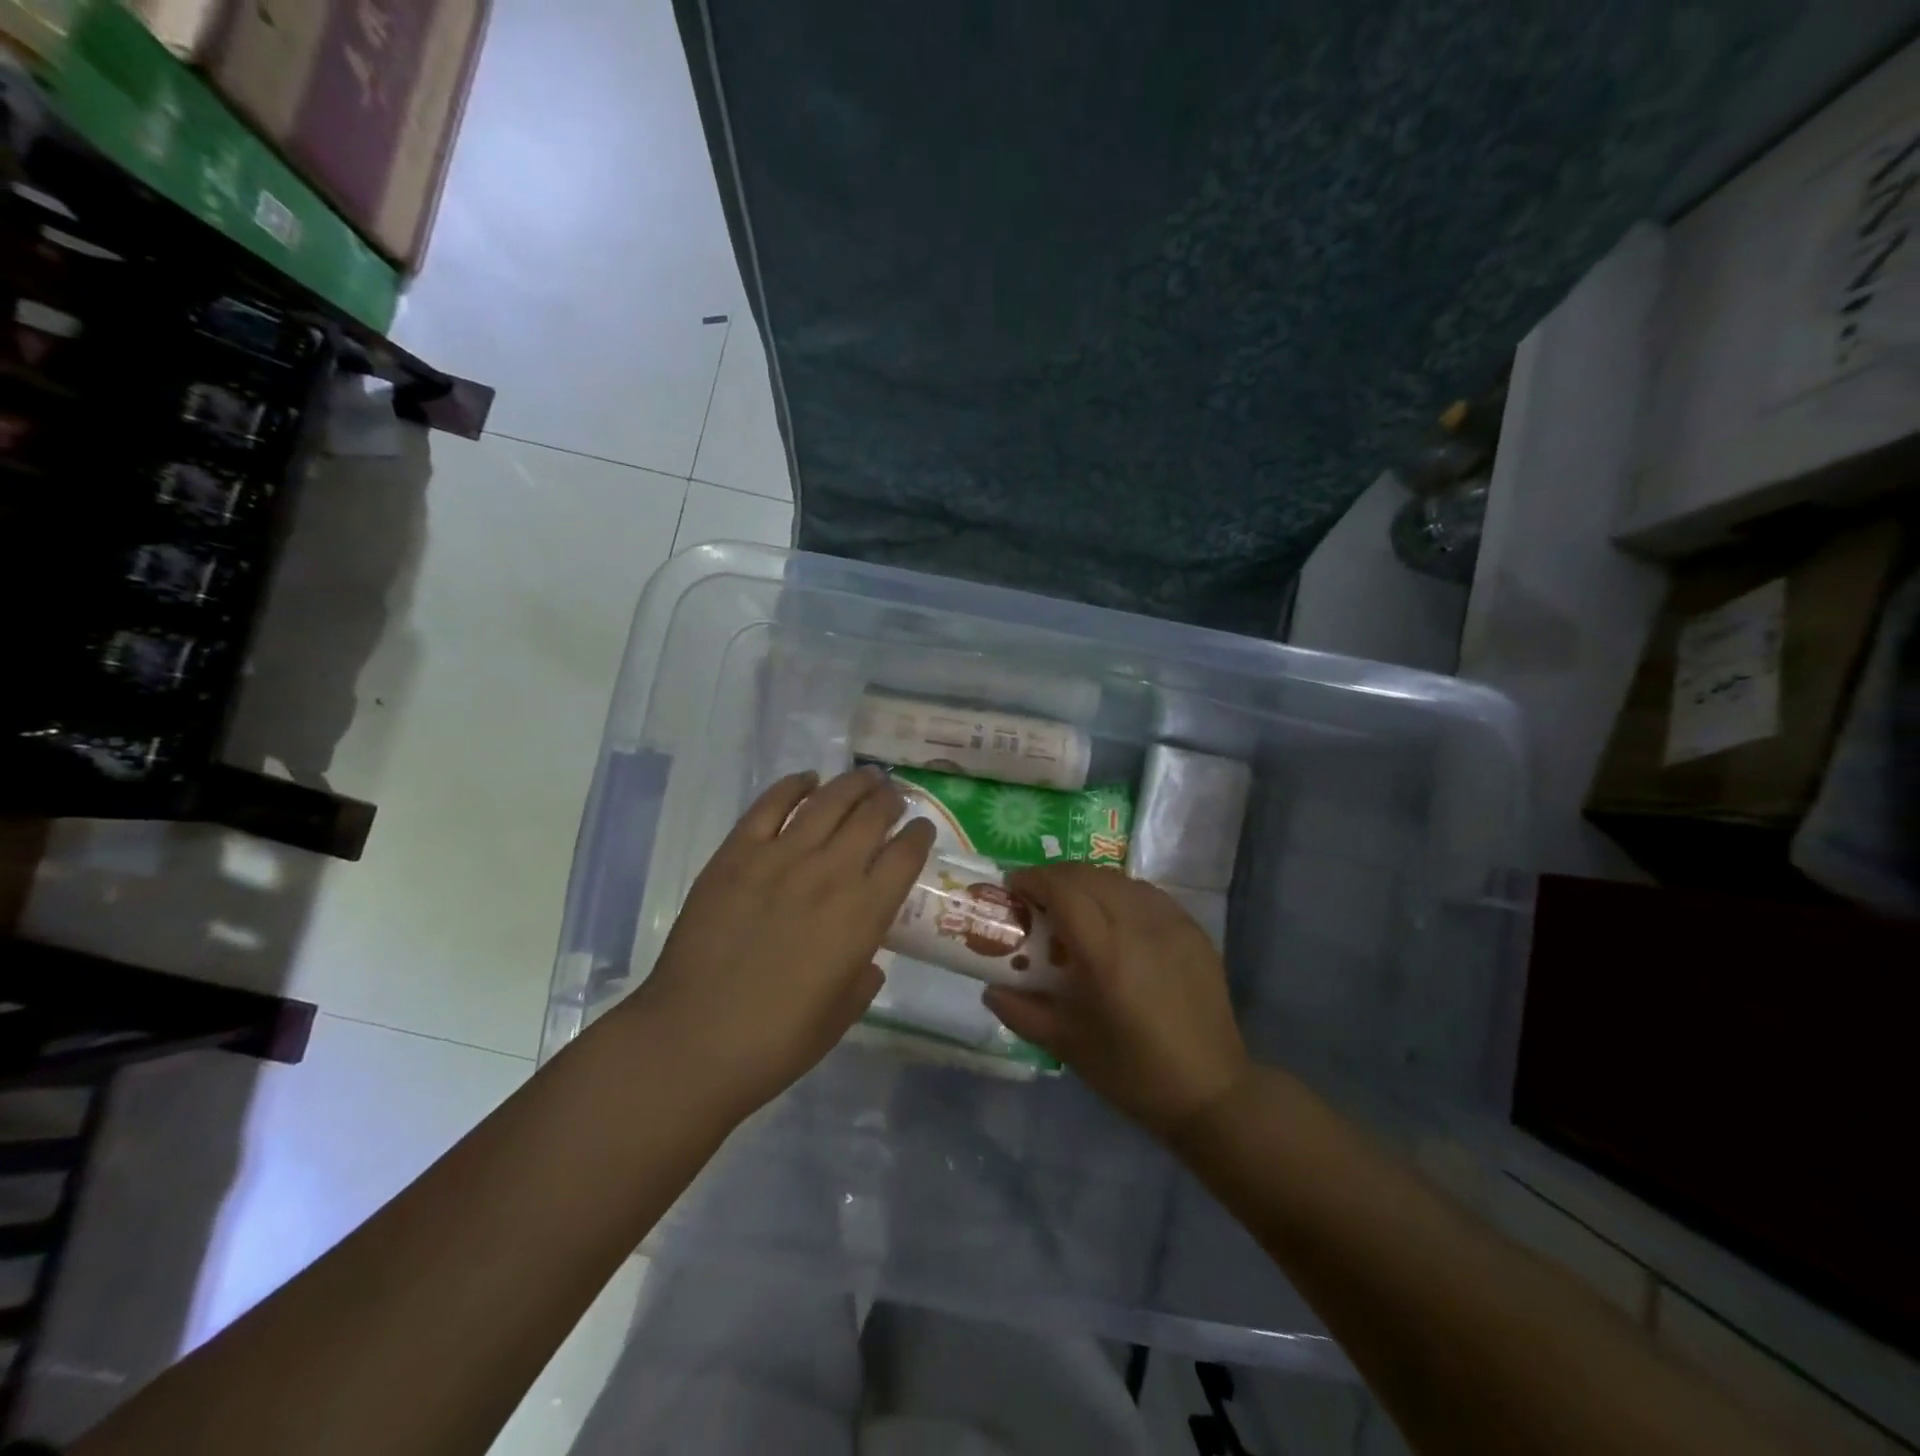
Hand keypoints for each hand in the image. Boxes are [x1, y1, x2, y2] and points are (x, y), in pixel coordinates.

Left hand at [625, 767, 935, 1119]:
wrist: (694, 1040)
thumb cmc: (778, 1040)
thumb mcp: (842, 1013)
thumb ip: (863, 977)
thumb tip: (866, 958)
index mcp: (864, 914)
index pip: (905, 856)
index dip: (919, 836)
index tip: (922, 830)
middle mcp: (831, 873)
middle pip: (871, 817)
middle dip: (889, 801)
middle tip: (893, 796)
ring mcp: (780, 857)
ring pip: (827, 801)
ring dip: (853, 784)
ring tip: (865, 777)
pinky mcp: (736, 854)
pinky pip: (771, 805)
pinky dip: (793, 786)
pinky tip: (807, 779)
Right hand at [984, 865, 1248, 1139]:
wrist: (1211, 1092)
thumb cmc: (1132, 1074)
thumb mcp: (1068, 1046)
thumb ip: (1023, 1012)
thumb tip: (990, 990)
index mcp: (1107, 953)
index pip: (1064, 890)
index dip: (1033, 880)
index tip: (1012, 888)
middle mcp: (1141, 926)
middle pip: (1089, 876)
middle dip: (1055, 876)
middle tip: (1036, 896)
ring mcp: (1173, 924)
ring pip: (1120, 880)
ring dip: (1088, 882)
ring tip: (1072, 905)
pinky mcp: (1194, 931)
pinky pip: (1148, 894)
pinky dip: (1120, 893)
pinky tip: (1113, 918)